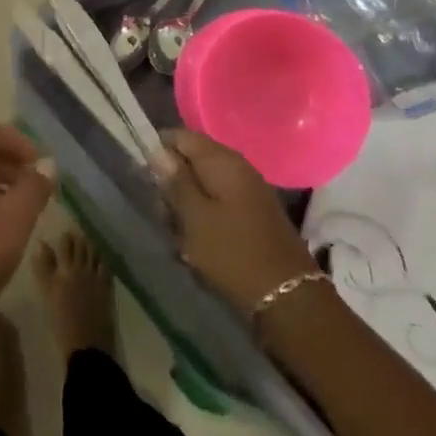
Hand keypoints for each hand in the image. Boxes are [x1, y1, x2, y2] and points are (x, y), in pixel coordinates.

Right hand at [162, 128, 319, 311]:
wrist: (289, 299)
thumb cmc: (233, 253)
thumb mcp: (194, 217)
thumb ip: (175, 180)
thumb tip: (158, 150)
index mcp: (222, 160)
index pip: (180, 136)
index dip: (159, 151)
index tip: (146, 178)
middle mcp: (237, 166)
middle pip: (192, 160)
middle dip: (173, 183)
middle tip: (163, 213)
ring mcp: (248, 190)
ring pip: (204, 184)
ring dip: (187, 204)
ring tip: (179, 233)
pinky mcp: (254, 213)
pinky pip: (219, 202)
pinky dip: (205, 216)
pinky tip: (198, 241)